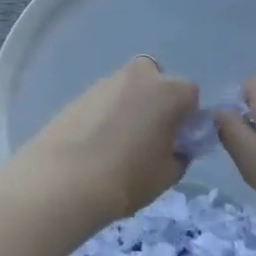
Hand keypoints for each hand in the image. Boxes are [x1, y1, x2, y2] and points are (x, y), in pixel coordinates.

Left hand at [10, 58, 198, 219]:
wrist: (65, 179)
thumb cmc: (128, 177)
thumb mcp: (168, 174)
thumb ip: (180, 154)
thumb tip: (175, 147)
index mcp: (169, 91)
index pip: (190, 95)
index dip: (186, 118)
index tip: (177, 141)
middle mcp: (139, 76)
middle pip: (157, 82)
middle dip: (157, 102)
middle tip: (149, 137)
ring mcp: (106, 82)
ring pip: (128, 90)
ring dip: (129, 107)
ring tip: (118, 145)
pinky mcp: (79, 94)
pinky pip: (104, 101)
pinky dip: (105, 115)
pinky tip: (96, 144)